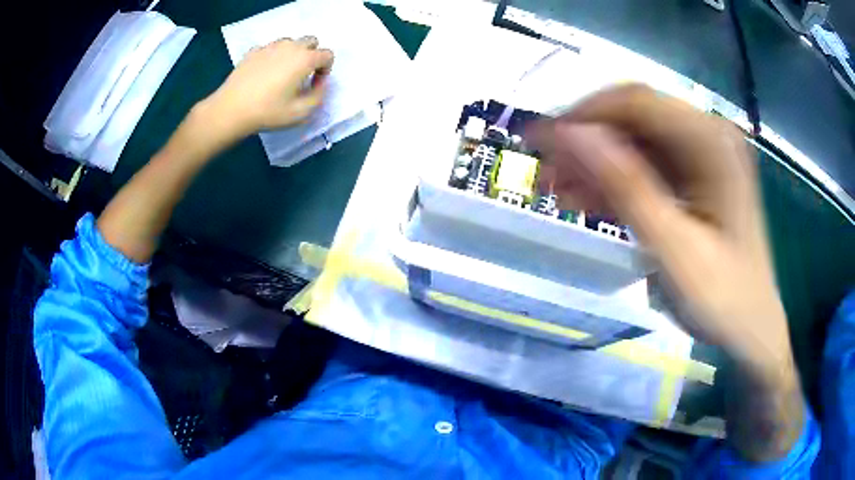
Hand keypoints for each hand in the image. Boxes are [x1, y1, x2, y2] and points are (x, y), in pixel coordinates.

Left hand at [201, 36, 333, 140]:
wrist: (231, 110)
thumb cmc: (268, 112)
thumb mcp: (302, 112)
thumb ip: (319, 95)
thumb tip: (320, 84)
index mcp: (305, 59)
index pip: (327, 55)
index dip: (325, 70)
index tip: (314, 85)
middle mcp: (289, 47)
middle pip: (311, 41)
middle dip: (312, 55)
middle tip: (302, 75)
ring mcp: (269, 47)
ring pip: (289, 42)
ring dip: (292, 54)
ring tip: (282, 73)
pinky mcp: (252, 52)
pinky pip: (269, 49)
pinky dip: (272, 57)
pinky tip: (264, 73)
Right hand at [528, 85, 792, 381]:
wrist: (751, 329)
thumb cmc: (721, 298)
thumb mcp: (673, 248)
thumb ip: (626, 187)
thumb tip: (569, 134)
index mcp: (712, 142)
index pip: (636, 103)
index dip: (582, 115)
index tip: (539, 143)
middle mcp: (708, 134)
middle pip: (634, 118)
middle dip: (586, 142)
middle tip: (545, 174)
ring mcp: (703, 155)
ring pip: (635, 141)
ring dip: (596, 162)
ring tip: (559, 192)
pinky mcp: (697, 176)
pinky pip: (648, 165)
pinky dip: (616, 180)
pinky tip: (588, 201)